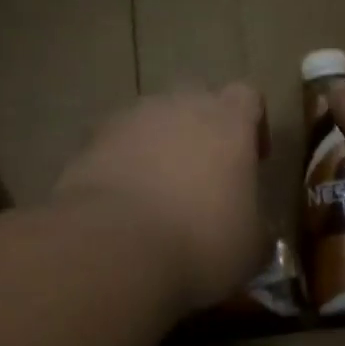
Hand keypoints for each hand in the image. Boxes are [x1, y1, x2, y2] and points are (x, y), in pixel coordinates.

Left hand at [52, 85, 267, 314]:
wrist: (113, 248)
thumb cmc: (201, 242)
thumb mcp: (251, 247)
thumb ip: (255, 223)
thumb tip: (251, 227)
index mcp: (228, 122)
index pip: (247, 97)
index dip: (253, 125)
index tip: (253, 160)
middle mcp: (179, 106)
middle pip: (196, 102)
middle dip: (203, 132)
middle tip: (205, 177)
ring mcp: (128, 121)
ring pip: (151, 123)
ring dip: (160, 149)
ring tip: (160, 196)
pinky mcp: (88, 144)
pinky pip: (116, 148)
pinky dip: (123, 167)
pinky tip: (125, 208)